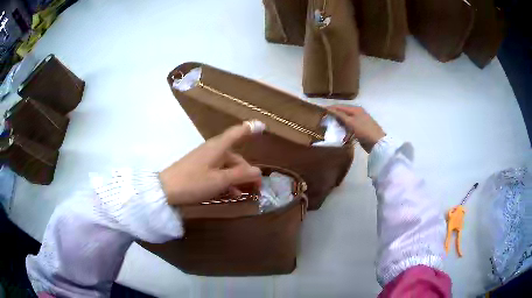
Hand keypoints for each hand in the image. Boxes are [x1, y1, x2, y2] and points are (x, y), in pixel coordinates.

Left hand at [159, 121, 264, 205]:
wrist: (166, 190)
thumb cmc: (193, 182)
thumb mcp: (219, 180)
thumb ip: (240, 175)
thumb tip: (258, 172)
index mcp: (218, 147)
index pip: (237, 133)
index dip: (250, 129)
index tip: (262, 126)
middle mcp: (213, 150)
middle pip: (235, 157)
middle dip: (247, 171)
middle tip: (256, 188)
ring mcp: (205, 159)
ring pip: (227, 166)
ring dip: (237, 179)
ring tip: (244, 194)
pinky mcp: (199, 169)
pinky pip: (218, 172)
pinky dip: (227, 181)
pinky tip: (231, 193)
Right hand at [328, 105, 384, 152]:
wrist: (377, 143)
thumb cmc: (364, 131)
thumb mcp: (351, 122)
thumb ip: (340, 115)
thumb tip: (330, 109)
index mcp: (355, 109)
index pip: (339, 106)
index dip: (330, 108)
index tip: (320, 111)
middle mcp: (357, 113)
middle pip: (342, 112)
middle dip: (333, 115)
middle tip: (323, 120)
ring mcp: (360, 121)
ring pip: (346, 120)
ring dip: (338, 123)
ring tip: (329, 127)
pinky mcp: (361, 129)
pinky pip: (349, 127)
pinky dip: (344, 129)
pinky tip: (340, 134)